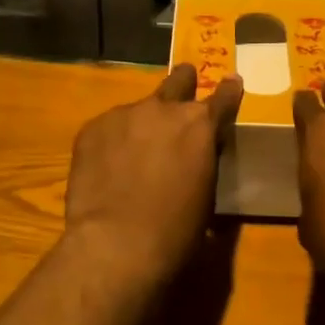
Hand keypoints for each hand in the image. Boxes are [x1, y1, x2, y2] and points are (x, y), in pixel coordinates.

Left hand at [64, 64, 243, 284]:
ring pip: (140, 108)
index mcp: (200, 125)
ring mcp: (124, 114)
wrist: (115, 244)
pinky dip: (113, 141)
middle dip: (184, 82)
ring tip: (135, 151)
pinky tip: (108, 167)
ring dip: (143, 122)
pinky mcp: (92, 128)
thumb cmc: (175, 231)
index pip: (224, 96)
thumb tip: (195, 157)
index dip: (229, 89)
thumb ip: (203, 162)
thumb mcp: (206, 196)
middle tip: (185, 84)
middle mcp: (164, 109)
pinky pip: (109, 127)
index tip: (232, 82)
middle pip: (178, 81)